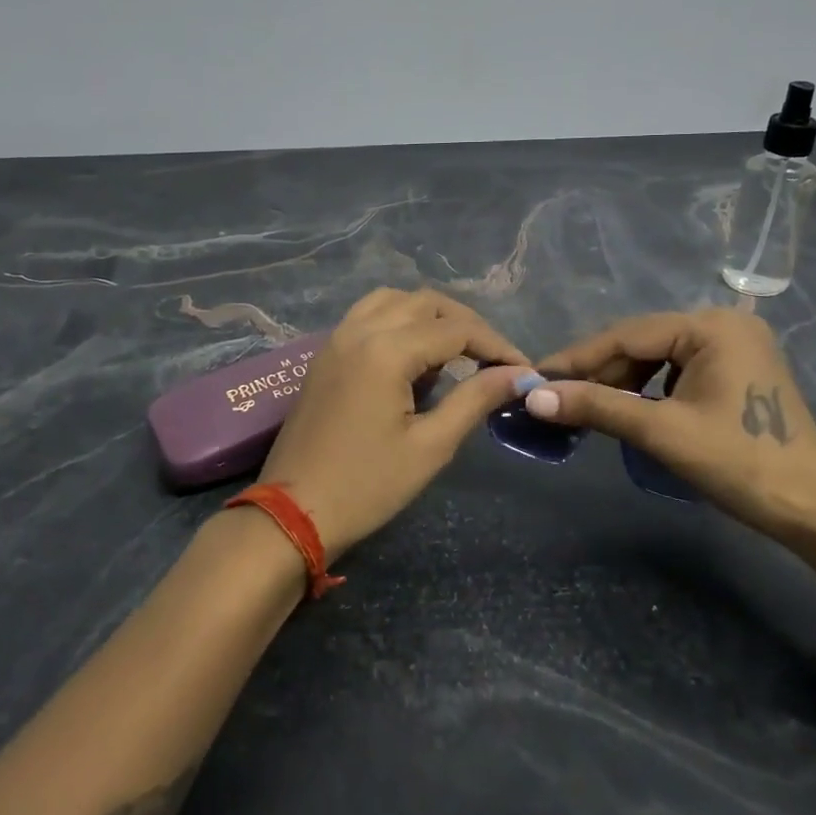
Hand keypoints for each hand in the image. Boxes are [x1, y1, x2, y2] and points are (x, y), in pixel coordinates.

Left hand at [257, 289, 531, 561]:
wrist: (293, 513)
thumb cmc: (367, 486)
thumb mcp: (431, 446)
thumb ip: (474, 399)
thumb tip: (516, 375)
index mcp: (387, 350)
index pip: (456, 329)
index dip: (496, 346)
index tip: (523, 370)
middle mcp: (360, 330)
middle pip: (426, 303)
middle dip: (466, 325)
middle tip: (493, 360)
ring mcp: (337, 338)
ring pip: (394, 300)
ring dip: (430, 316)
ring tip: (455, 352)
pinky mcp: (326, 353)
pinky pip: (368, 315)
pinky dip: (399, 321)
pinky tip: (413, 356)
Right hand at [533, 309, 815, 538]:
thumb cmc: (741, 464)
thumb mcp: (662, 432)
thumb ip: (597, 407)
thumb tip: (533, 397)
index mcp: (711, 326)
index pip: (627, 335)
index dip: (577, 358)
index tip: (536, 377)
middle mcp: (723, 324)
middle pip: (642, 344)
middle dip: (598, 373)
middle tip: (555, 398)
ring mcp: (734, 347)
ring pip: (657, 358)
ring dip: (620, 383)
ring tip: (586, 408)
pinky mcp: (737, 371)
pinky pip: (677, 371)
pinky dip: (648, 390)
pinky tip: (627, 410)